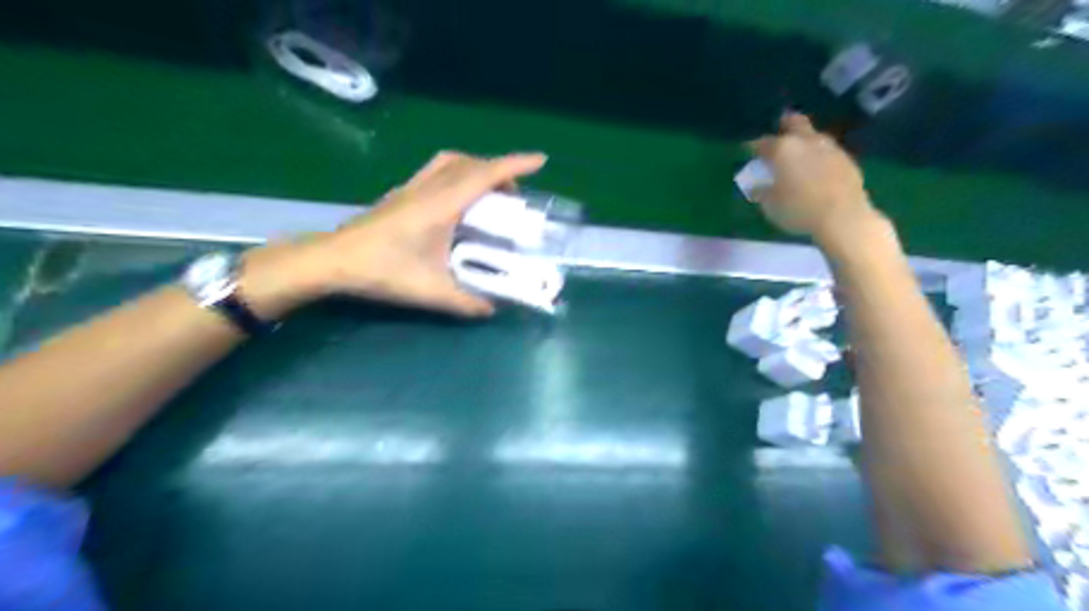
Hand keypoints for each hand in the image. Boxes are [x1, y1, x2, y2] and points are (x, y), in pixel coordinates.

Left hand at [239, 151, 545, 320]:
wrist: (333, 261)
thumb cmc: (382, 271)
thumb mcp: (431, 292)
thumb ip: (466, 303)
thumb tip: (493, 309)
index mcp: (441, 205)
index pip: (484, 175)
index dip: (515, 165)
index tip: (541, 160)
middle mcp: (428, 188)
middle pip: (470, 163)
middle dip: (499, 170)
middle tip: (515, 194)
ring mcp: (411, 188)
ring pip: (451, 162)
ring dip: (476, 168)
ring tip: (489, 192)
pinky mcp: (400, 194)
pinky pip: (436, 171)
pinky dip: (457, 174)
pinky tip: (457, 201)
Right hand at [755, 111, 878, 241]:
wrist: (842, 217)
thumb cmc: (798, 210)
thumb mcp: (769, 205)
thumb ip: (762, 190)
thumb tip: (758, 184)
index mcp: (782, 150)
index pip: (762, 142)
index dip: (752, 147)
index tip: (747, 152)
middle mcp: (806, 141)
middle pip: (795, 123)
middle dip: (785, 125)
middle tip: (779, 133)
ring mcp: (830, 148)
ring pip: (814, 137)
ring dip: (805, 143)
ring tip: (798, 157)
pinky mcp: (847, 160)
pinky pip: (827, 153)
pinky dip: (818, 158)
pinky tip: (816, 171)